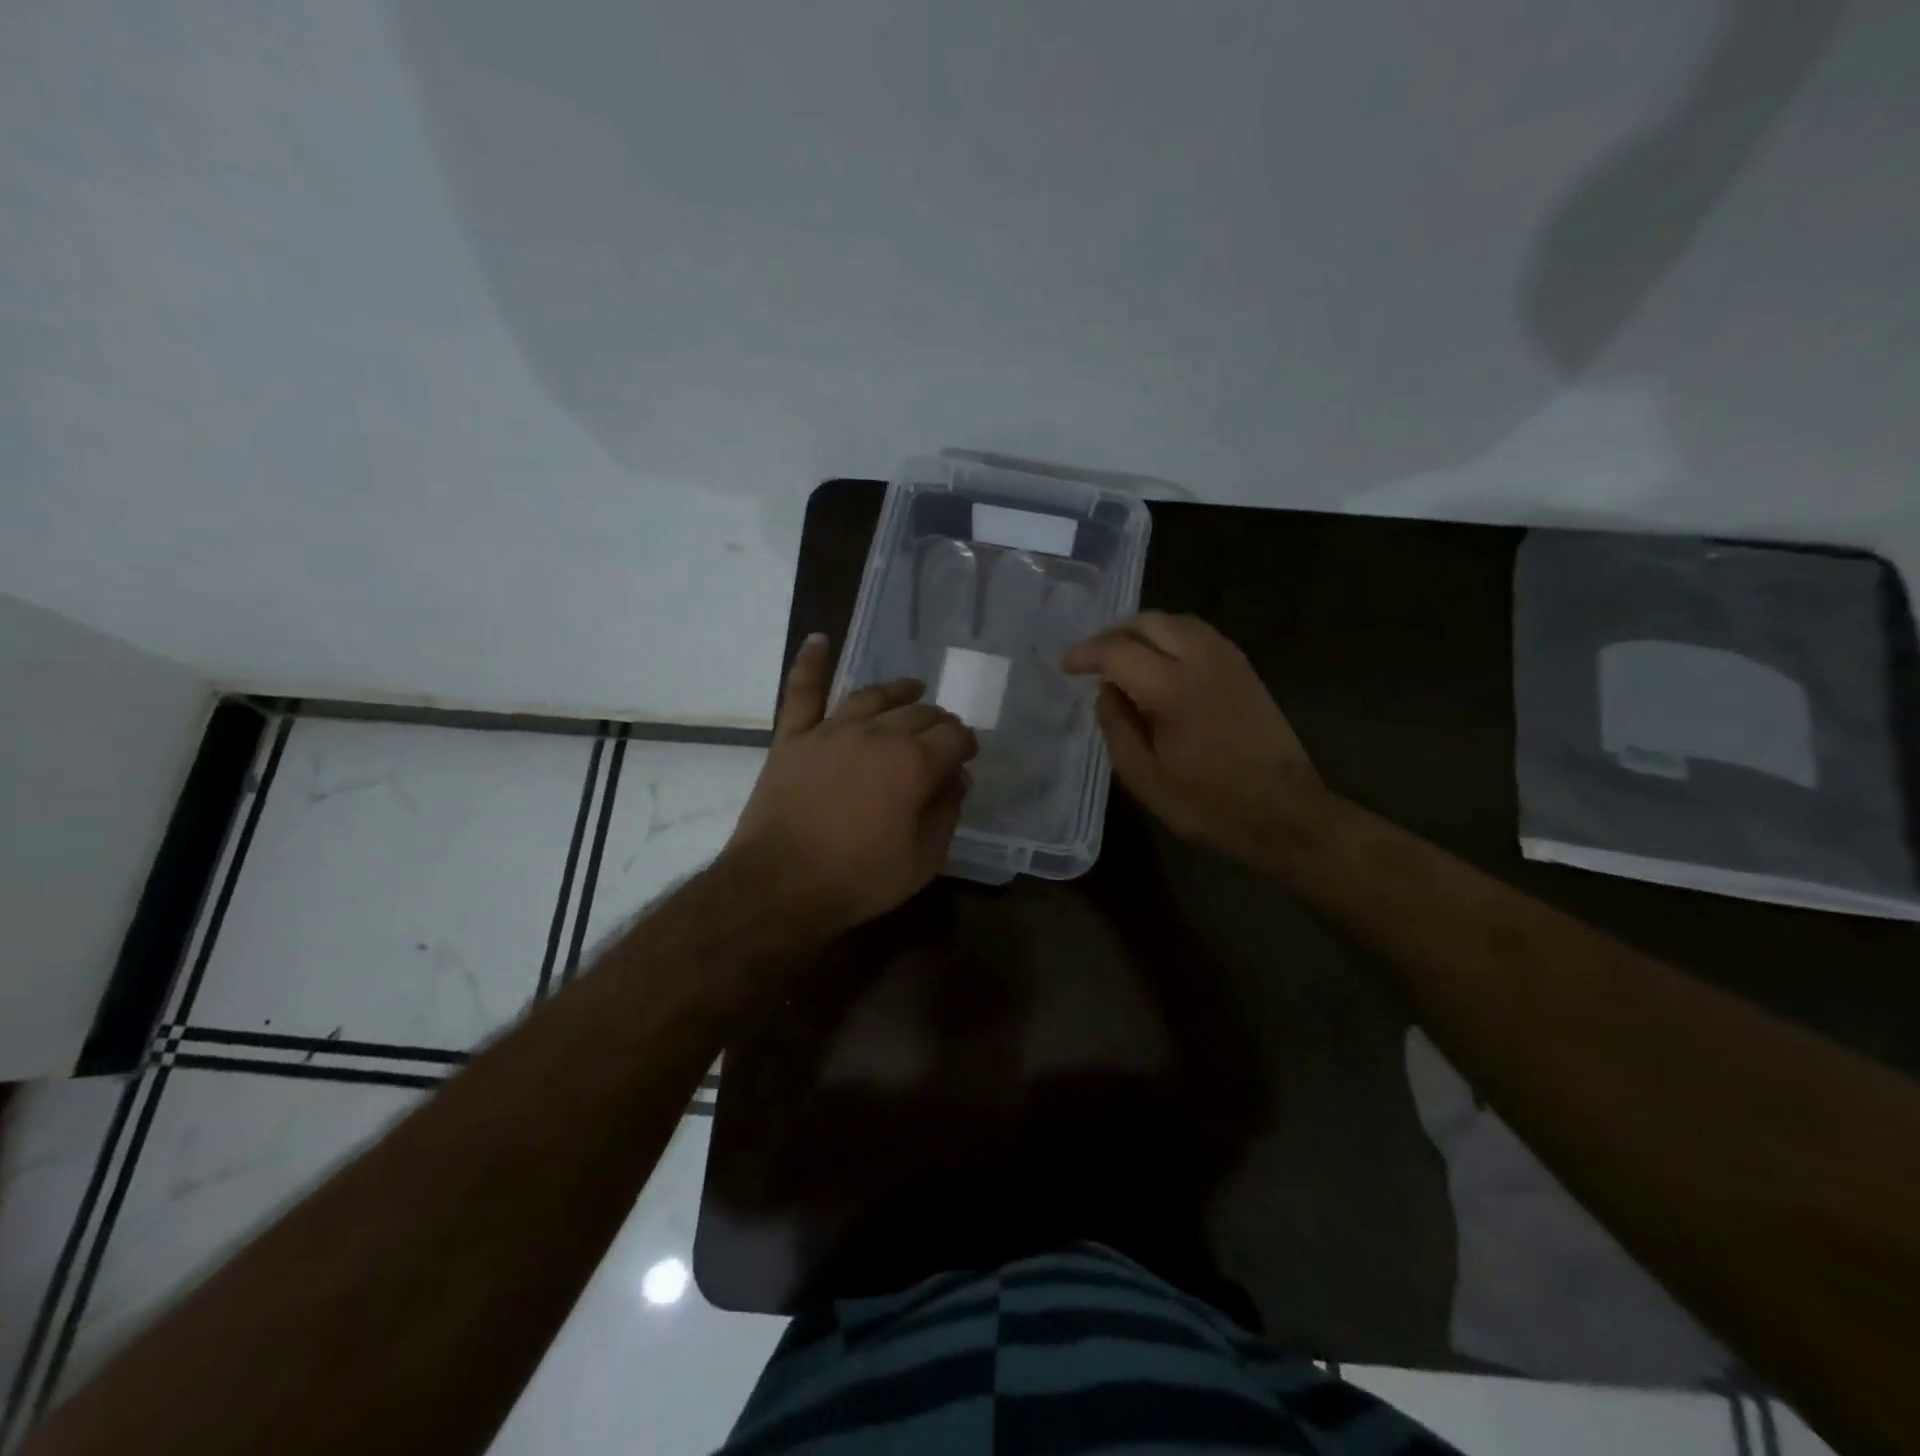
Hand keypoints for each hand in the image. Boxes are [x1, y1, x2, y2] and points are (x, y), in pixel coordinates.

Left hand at [726, 634, 978, 933]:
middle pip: (918, 713)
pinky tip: (819, 639)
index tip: (967, 757)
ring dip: (898, 691)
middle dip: (938, 721)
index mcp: (914, 763)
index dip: (966, 744)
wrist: (778, 885)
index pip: (954, 737)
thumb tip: (956, 779)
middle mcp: (877, 734)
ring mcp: (831, 731)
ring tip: (912, 688)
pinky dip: (811, 663)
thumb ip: (946, 813)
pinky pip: (803, 692)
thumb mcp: (923, 860)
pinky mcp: (793, 738)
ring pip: (872, 696)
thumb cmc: (857, 878)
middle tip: (943, 734)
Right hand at [1062, 611, 1329, 863]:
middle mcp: (1201, 660)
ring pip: (1176, 622)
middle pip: (1148, 622)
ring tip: (1123, 656)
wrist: (1283, 812)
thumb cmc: (1208, 803)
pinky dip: (1171, 637)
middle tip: (1092, 659)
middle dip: (1112, 634)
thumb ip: (1116, 726)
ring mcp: (1228, 660)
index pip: (1116, 651)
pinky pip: (1199, 634)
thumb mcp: (1144, 776)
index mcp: (1171, 688)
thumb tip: (1106, 692)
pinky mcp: (1245, 669)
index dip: (1085, 654)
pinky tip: (1161, 662)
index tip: (1066, 667)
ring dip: (1143, 631)